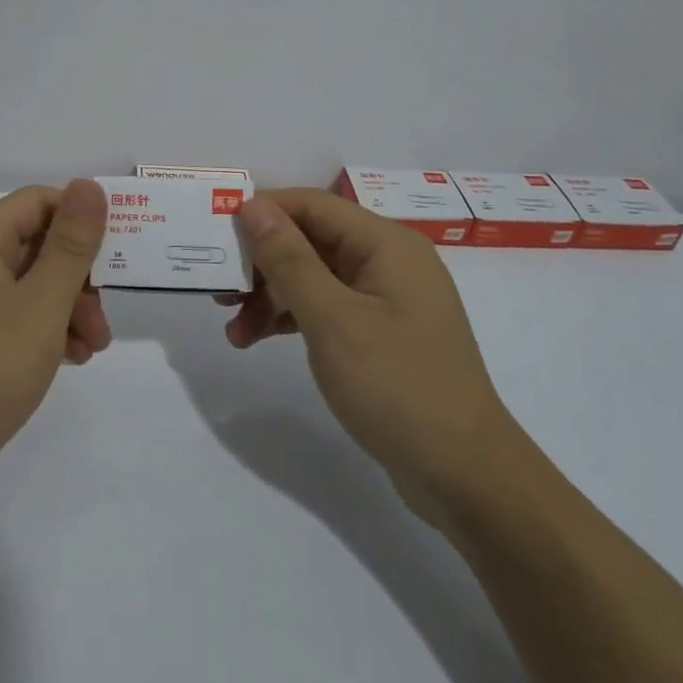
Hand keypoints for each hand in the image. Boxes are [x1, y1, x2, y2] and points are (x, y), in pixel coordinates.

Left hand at [0, 180, 110, 521]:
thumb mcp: (41, 305)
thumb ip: (71, 244)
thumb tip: (89, 184)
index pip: (38, 202)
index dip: (81, 220)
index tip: (116, 255)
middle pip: (36, 245)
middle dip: (79, 277)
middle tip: (104, 318)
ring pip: (28, 286)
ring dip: (67, 309)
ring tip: (93, 349)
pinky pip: (12, 319)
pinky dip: (43, 332)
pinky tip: (68, 361)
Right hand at [230, 188, 522, 526]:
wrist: (465, 477)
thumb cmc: (397, 387)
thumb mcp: (332, 320)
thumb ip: (288, 259)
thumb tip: (251, 204)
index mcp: (385, 244)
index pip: (312, 205)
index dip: (262, 212)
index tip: (217, 236)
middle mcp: (388, 261)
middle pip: (310, 240)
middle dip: (262, 263)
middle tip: (220, 291)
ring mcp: (387, 299)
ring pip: (314, 277)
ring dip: (271, 297)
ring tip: (234, 331)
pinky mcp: (382, 334)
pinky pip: (327, 308)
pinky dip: (292, 319)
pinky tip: (259, 340)